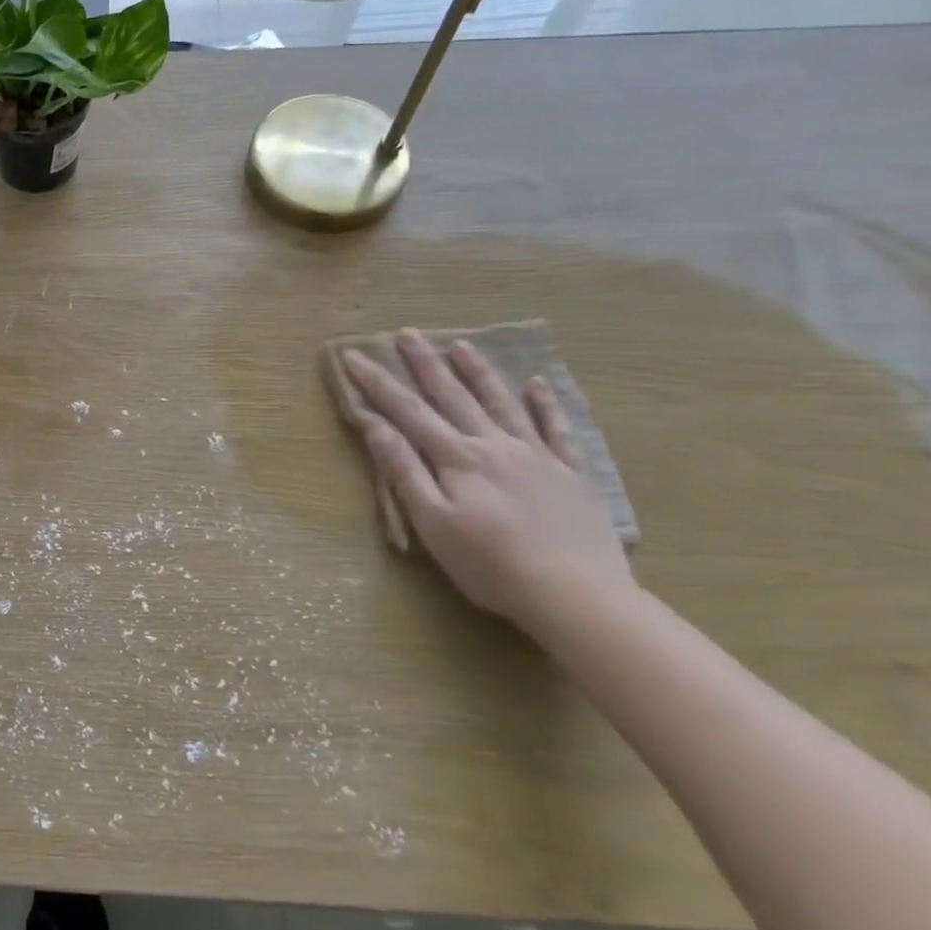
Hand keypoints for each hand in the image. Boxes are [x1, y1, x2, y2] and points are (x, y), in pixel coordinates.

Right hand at [344, 330, 633, 630]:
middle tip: (406, 333)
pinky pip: (557, 428)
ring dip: (478, 372)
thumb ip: (405, 471)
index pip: (407, 412)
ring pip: (502, 403)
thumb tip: (377, 426)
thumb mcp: (432, 523)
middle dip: (424, 364)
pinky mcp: (571, 473)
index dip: (377, 383)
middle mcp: (494, 445)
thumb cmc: (490, 565)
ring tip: (460, 345)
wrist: (577, 595)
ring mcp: (537, 456)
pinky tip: (538, 384)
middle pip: (452, 396)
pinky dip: (546, 403)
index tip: (353, 356)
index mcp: (456, 459)